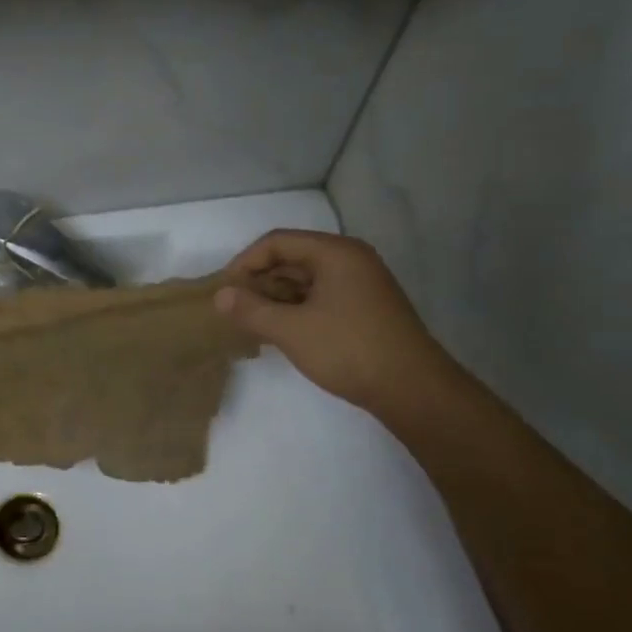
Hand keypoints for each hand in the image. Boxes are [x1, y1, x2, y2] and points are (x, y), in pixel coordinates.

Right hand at [213, 229, 458, 412]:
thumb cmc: (348, 349)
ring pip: (305, 281)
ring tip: (251, 324)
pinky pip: (319, 298)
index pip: (277, 242)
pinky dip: (295, 310)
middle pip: (292, 259)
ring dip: (275, 299)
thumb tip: (220, 295)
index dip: (245, 262)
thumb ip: (250, 310)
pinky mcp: (363, 310)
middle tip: (234, 310)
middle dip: (259, 282)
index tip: (225, 291)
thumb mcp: (291, 330)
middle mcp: (350, 261)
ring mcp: (360, 286)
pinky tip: (278, 333)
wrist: (412, 389)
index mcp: (336, 253)